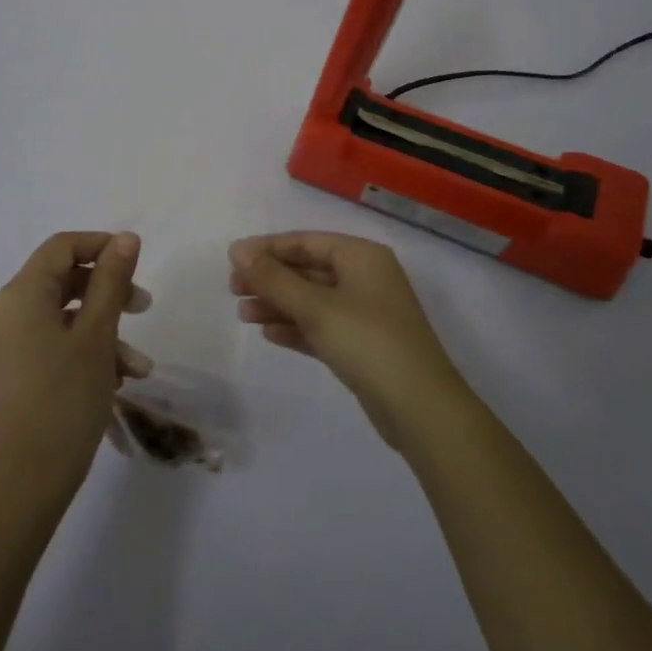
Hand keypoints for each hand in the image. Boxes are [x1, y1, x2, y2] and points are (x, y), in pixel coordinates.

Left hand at [0, 231, 150, 501]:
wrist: (29, 479)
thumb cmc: (67, 399)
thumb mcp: (97, 334)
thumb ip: (111, 280)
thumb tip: (125, 238)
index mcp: (17, 295)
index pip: (61, 247)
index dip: (101, 246)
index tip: (137, 262)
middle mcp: (1, 310)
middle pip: (61, 279)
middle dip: (107, 292)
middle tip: (144, 308)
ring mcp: (1, 341)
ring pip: (60, 314)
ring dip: (101, 329)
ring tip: (138, 365)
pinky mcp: (7, 367)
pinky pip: (48, 339)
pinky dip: (81, 347)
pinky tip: (115, 377)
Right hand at [229, 232, 474, 448]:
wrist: (420, 408)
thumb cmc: (367, 342)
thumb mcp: (315, 307)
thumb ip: (273, 278)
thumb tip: (237, 248)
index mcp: (361, 256)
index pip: (305, 242)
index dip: (267, 248)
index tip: (231, 260)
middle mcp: (365, 278)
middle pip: (307, 269)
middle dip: (270, 279)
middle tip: (232, 289)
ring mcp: (365, 312)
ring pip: (312, 299)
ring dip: (278, 304)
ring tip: (242, 314)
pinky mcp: (362, 345)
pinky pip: (321, 326)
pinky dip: (296, 327)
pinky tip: (268, 333)